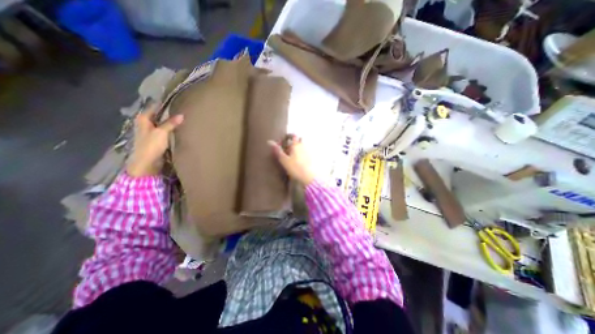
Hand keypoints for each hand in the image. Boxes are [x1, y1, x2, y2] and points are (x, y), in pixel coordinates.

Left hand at [123, 104, 182, 177]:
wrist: (147, 162)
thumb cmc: (151, 145)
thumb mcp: (161, 132)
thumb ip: (171, 123)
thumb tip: (181, 115)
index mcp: (143, 118)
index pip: (154, 107)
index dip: (163, 104)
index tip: (175, 100)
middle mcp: (145, 123)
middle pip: (158, 115)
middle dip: (168, 112)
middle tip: (181, 109)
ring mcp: (150, 131)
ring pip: (162, 122)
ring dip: (170, 121)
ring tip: (182, 117)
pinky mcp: (156, 138)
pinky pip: (164, 130)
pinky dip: (170, 128)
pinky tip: (178, 128)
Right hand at [269, 135, 315, 187]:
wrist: (307, 177)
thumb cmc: (295, 167)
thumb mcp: (284, 159)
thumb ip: (277, 150)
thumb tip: (269, 141)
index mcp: (296, 145)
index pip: (293, 135)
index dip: (288, 136)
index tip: (283, 140)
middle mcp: (303, 146)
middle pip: (299, 140)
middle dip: (293, 142)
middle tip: (286, 148)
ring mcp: (307, 152)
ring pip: (302, 146)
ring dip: (296, 148)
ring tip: (290, 155)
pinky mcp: (310, 158)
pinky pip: (304, 152)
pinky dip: (300, 153)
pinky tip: (296, 161)